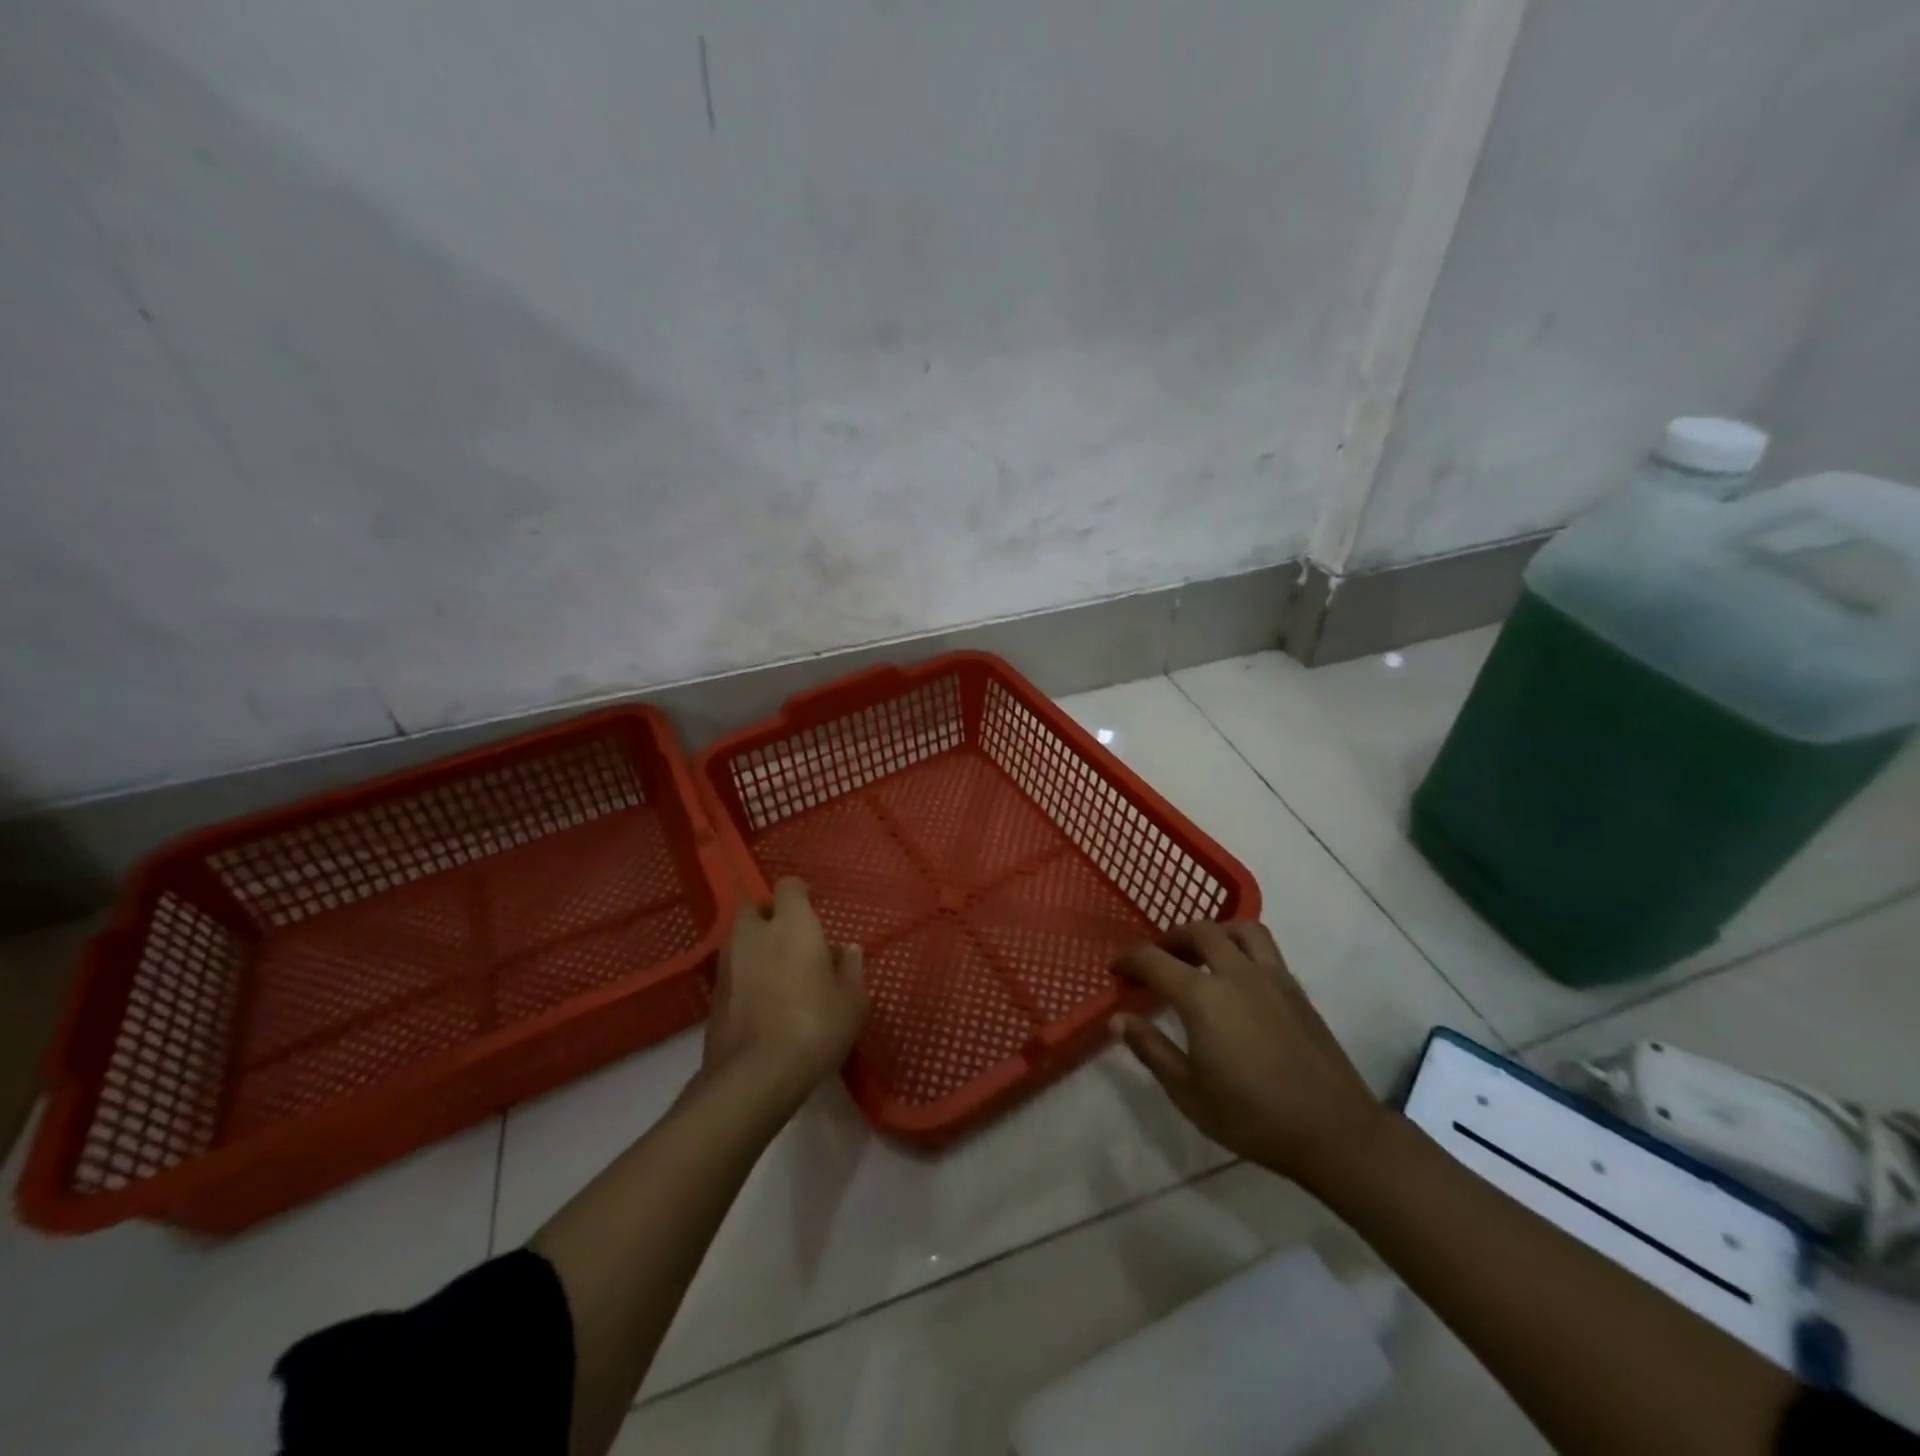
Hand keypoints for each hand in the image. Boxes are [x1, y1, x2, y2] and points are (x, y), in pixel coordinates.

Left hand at [702, 878, 866, 1107]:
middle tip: (791, 935)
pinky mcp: (714, 994)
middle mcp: (755, 934)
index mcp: (792, 925)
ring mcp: (729, 963)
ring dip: (755, 943)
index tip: (812, 906)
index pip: (789, 887)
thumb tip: (847, 949)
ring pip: (739, 937)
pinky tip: (763, 996)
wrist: (756, 1076)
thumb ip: (850, 969)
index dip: (800, 893)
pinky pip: (732, 968)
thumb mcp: (852, 1002)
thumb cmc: (815, 1028)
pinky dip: (745, 972)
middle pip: (753, 906)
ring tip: (778, 968)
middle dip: (768, 913)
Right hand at [1114, 920, 1386, 1187]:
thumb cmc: (1252, 1116)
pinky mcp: (1296, 990)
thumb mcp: (1188, 1091)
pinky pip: (1265, 948)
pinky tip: (1237, 979)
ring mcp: (1272, 977)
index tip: (1115, 970)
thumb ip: (1151, 1048)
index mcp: (1203, 995)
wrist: (1334, 1131)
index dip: (1129, 960)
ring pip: (1240, 929)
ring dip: (1214, 932)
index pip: (1154, 960)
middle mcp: (1236, 972)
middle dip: (1170, 939)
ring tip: (1201, 955)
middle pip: (1199, 931)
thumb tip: (1119, 1018)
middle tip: (1156, 959)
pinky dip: (1242, 948)